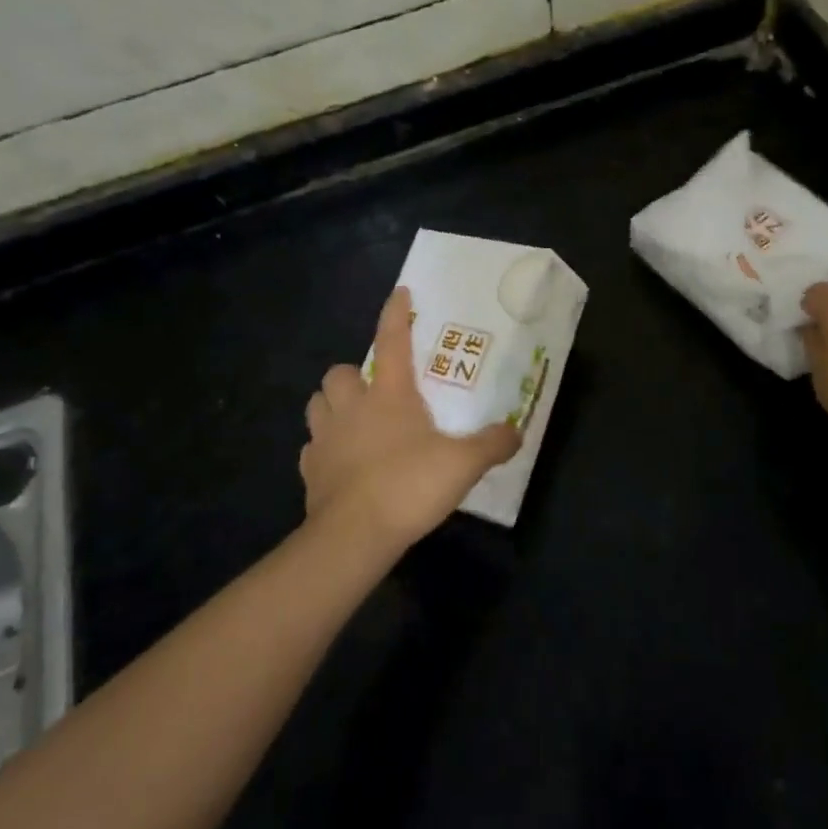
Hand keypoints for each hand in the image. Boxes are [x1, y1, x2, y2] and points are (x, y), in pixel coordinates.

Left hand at [300, 287, 520, 550]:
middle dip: (352, 376)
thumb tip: (517, 431)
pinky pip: (312, 447)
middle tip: (373, 391)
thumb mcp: (463, 464)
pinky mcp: (310, 470)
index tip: (400, 292)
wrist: (354, 536)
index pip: (391, 341)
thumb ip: (492, 444)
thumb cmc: (409, 486)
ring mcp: (325, 439)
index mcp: (389, 395)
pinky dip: (324, 448)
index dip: (396, 314)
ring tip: (352, 420)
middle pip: (339, 373)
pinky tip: (341, 462)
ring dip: (332, 406)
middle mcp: (352, 407)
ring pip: (318, 404)